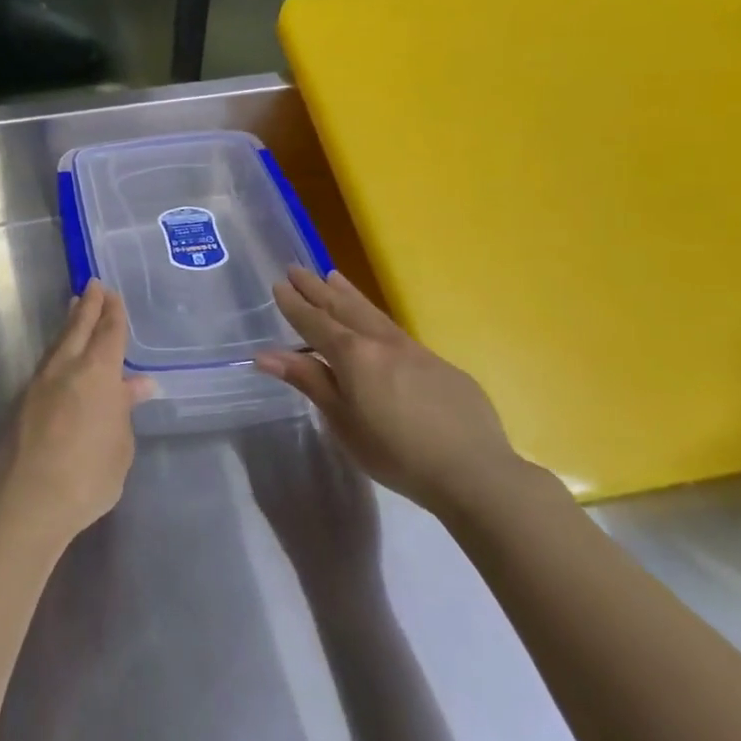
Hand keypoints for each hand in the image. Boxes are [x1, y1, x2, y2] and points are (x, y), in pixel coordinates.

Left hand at [0, 279, 151, 547]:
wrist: (29, 498)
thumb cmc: (89, 475)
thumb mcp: (120, 445)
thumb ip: (124, 410)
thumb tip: (135, 385)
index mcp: (97, 374)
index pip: (109, 334)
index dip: (113, 313)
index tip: (112, 294)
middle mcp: (67, 369)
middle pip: (78, 328)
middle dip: (88, 306)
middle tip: (92, 285)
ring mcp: (40, 383)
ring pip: (58, 344)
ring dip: (69, 325)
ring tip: (74, 310)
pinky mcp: (23, 402)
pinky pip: (46, 365)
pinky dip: (58, 352)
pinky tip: (60, 358)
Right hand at [254, 266, 529, 515]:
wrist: (474, 471)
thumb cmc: (396, 453)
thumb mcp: (343, 421)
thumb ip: (309, 381)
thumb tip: (266, 354)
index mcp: (353, 356)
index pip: (315, 323)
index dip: (295, 305)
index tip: (279, 285)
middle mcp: (382, 343)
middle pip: (343, 308)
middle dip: (317, 289)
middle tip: (296, 269)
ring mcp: (414, 351)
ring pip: (373, 313)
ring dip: (348, 294)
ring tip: (333, 276)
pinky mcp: (440, 365)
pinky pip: (397, 330)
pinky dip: (375, 316)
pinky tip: (375, 323)